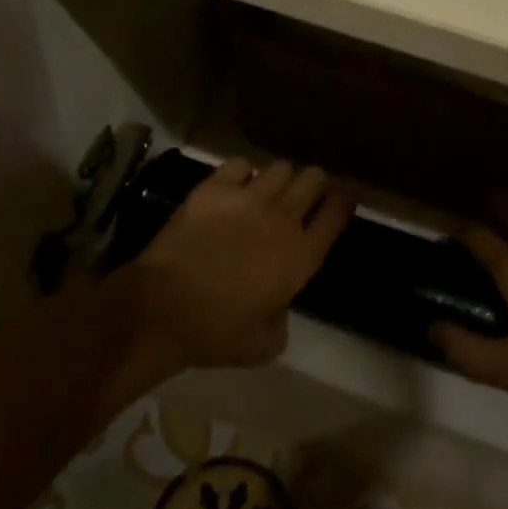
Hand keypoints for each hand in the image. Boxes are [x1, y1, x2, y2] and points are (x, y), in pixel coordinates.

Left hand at [129, 157, 354, 370]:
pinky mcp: (215, 188)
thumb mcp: (263, 344)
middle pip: (313, 179)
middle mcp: (283, 218)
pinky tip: (234, 186)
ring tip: (269, 189)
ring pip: (280, 167)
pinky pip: (240, 164)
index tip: (344, 198)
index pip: (336, 214)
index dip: (343, 202)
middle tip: (305, 192)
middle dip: (314, 183)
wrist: (163, 309)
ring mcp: (249, 198)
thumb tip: (278, 306)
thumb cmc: (216, 333)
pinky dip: (241, 173)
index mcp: (301, 256)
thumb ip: (281, 321)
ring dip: (280, 178)